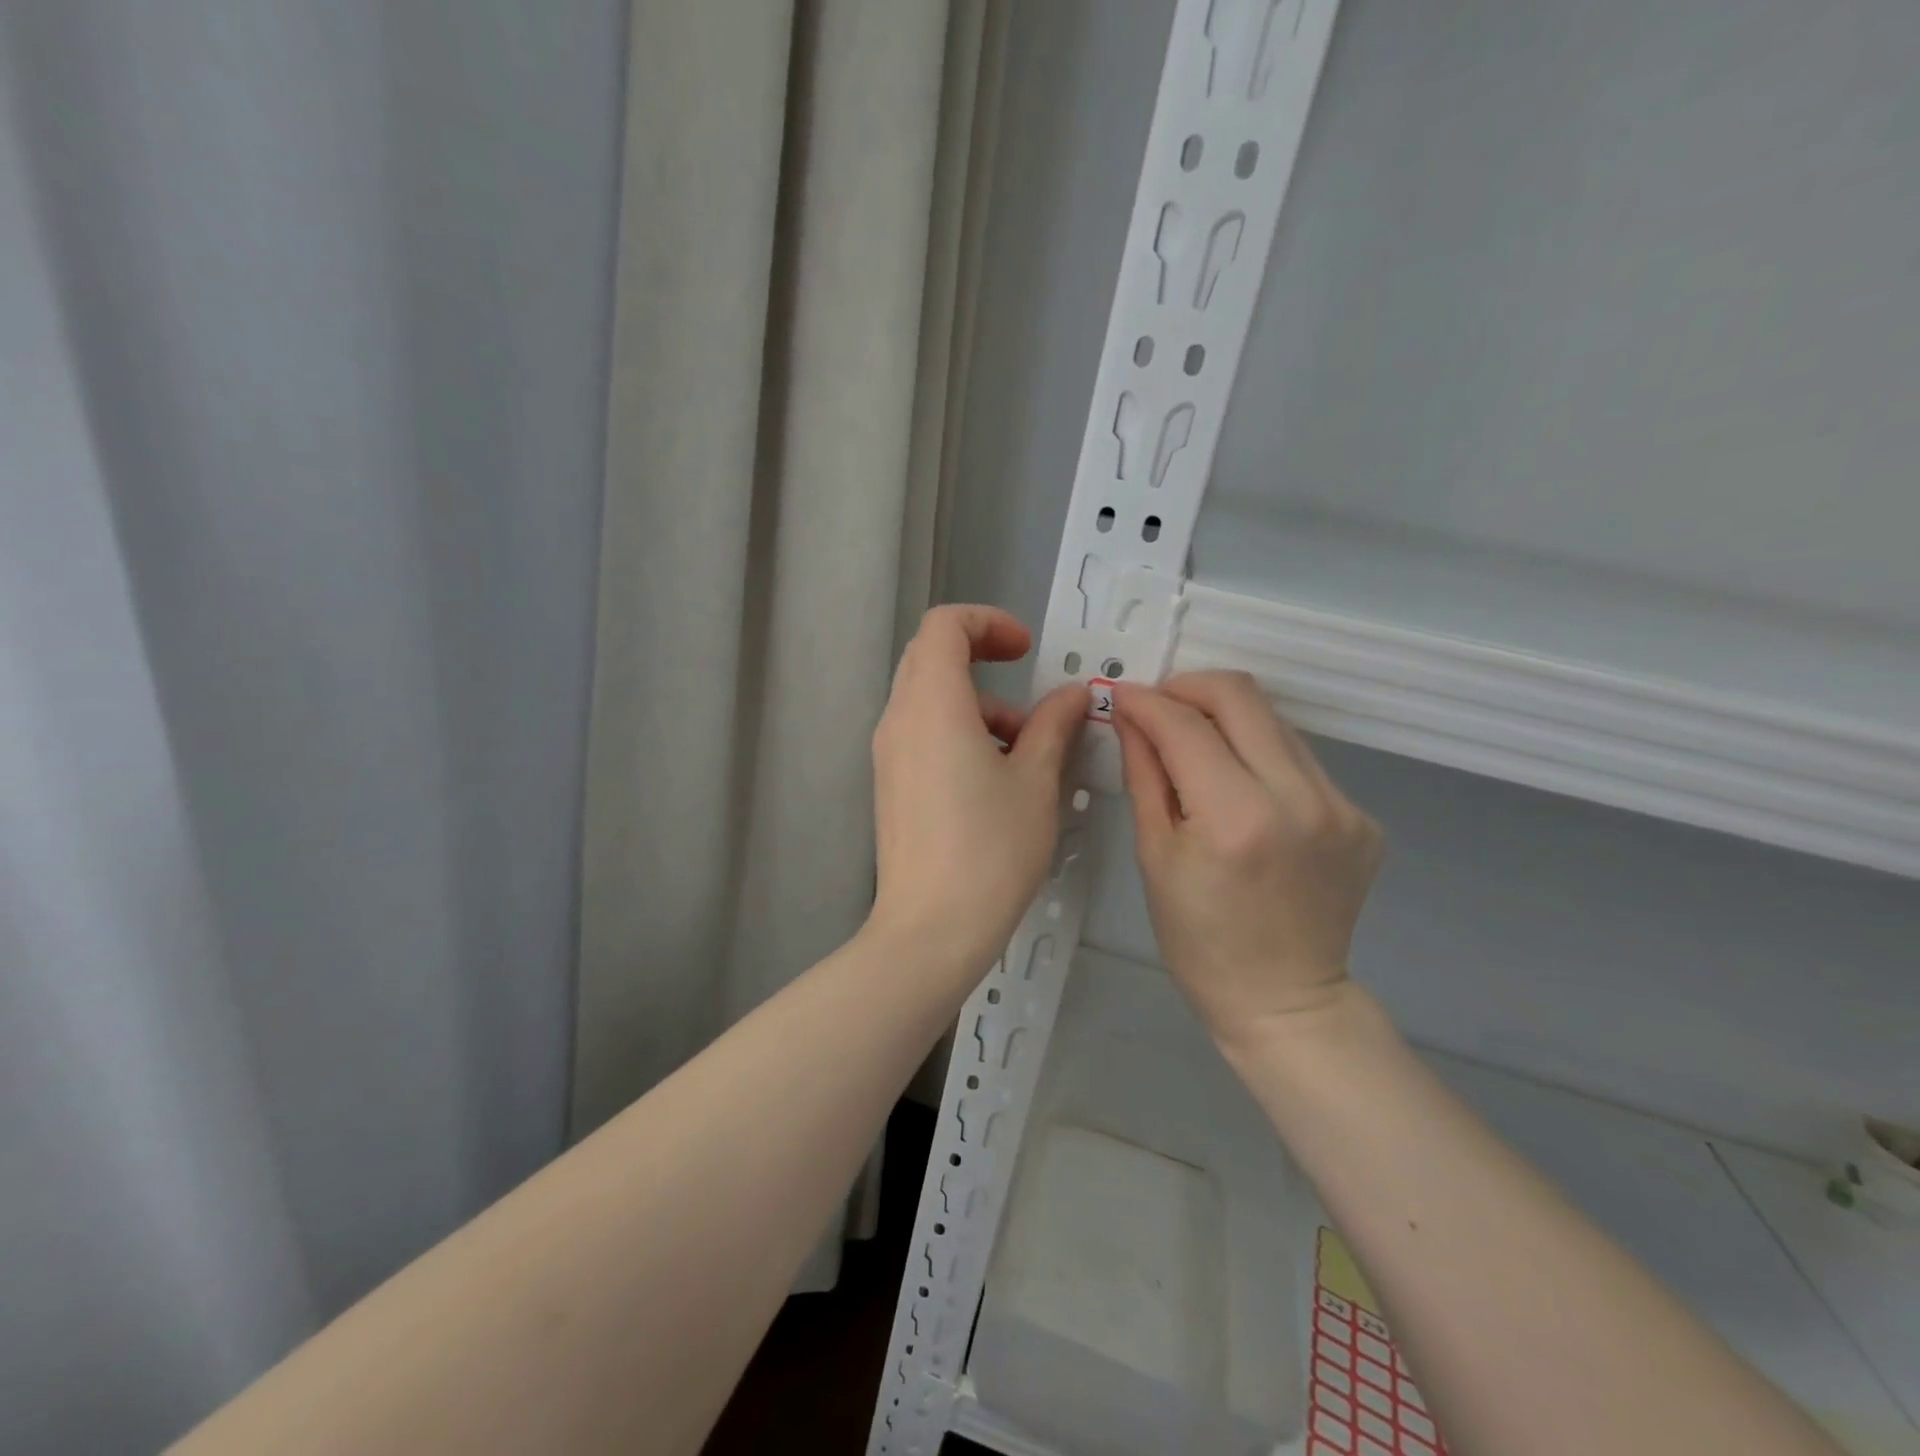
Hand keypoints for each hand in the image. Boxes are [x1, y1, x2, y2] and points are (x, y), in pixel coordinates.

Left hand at [869, 606, 1088, 975]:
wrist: (930, 931)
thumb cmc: (990, 850)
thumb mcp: (1036, 782)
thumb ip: (1054, 726)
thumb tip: (1073, 695)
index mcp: (932, 705)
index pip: (944, 625)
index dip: (988, 622)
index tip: (1026, 652)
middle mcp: (899, 719)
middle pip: (932, 657)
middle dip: (984, 661)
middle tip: (1028, 695)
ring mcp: (888, 754)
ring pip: (929, 699)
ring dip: (979, 706)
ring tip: (1026, 753)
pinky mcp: (890, 784)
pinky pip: (923, 734)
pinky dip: (960, 733)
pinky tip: (997, 780)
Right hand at [1113, 671, 1383, 1046]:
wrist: (1283, 1000)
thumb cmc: (1198, 940)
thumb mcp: (1154, 856)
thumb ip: (1145, 773)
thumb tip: (1130, 715)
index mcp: (1236, 818)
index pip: (1185, 726)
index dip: (1146, 702)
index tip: (1120, 696)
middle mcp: (1299, 798)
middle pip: (1241, 697)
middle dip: (1189, 688)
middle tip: (1158, 708)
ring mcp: (1340, 806)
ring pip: (1274, 722)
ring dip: (1226, 721)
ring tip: (1195, 748)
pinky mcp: (1361, 817)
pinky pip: (1300, 760)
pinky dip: (1260, 758)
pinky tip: (1241, 791)